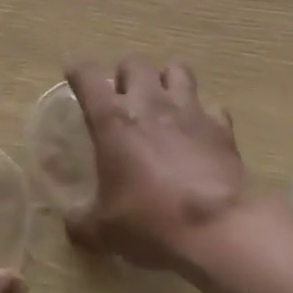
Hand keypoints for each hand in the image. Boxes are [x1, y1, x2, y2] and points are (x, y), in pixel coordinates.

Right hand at [63, 57, 247, 269]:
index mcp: (112, 119)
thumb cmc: (149, 221)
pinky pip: (211, 105)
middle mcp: (149, 103)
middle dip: (126, 74)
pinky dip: (204, 113)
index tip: (73, 73)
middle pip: (134, 63)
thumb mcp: (103, 230)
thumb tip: (72, 223)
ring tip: (163, 99)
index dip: (77, 70)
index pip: (88, 76)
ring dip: (166, 79)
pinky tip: (199, 131)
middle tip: (123, 96)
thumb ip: (82, 220)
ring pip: (177, 69)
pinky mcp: (221, 127)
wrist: (217, 229)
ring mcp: (189, 110)